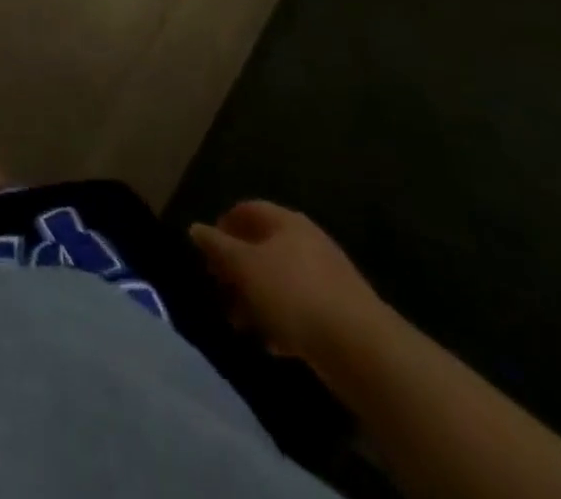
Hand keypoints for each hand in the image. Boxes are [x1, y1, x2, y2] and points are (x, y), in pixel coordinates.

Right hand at [189, 201, 389, 373]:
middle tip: (220, 289)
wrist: (365, 352)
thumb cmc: (295, 294)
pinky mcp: (341, 315)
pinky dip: (282, 321)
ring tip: (241, 323)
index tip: (207, 252)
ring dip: (256, 299)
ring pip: (280, 281)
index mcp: (287, 222)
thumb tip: (196, 228)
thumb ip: (217, 246)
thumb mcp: (245, 266)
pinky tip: (272, 343)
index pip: (247, 210)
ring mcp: (328, 280)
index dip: (223, 225)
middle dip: (238, 269)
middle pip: (263, 247)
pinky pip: (301, 309)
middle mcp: (309, 243)